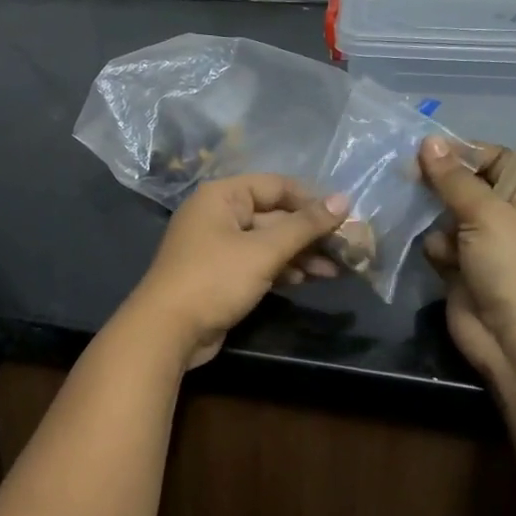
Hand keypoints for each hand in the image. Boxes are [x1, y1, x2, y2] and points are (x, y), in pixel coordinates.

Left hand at [128, 175, 349, 368]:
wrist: (167, 330)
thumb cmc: (215, 279)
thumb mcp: (263, 251)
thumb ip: (304, 225)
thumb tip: (344, 199)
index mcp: (222, 195)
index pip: (276, 186)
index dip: (311, 199)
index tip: (346, 217)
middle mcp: (218, 213)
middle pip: (274, 214)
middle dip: (310, 232)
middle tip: (348, 248)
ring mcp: (218, 245)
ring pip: (268, 241)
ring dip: (301, 253)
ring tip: (337, 269)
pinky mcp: (221, 273)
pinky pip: (258, 262)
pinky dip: (283, 268)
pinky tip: (310, 279)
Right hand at [418, 136, 515, 383]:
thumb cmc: (515, 268)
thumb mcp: (487, 214)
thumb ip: (453, 178)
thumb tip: (428, 141)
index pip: (499, 159)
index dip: (465, 153)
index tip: (427, 150)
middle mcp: (514, 218)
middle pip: (469, 186)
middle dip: (442, 186)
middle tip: (409, 176)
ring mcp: (488, 246)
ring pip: (448, 215)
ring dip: (437, 220)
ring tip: (434, 228)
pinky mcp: (464, 270)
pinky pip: (441, 245)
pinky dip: (437, 249)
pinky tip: (441, 260)